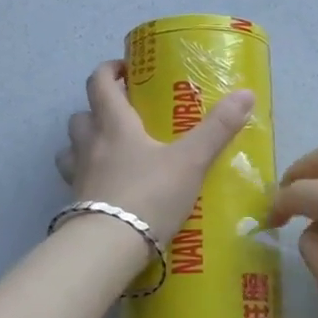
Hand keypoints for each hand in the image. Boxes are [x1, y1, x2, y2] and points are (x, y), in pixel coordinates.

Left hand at [55, 60, 254, 247]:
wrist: (109, 248)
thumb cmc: (149, 194)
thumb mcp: (190, 161)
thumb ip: (217, 128)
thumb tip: (246, 93)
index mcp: (114, 125)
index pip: (99, 83)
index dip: (109, 70)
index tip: (125, 70)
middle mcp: (90, 144)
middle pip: (81, 115)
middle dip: (98, 108)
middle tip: (124, 112)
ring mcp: (78, 176)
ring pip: (71, 147)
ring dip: (85, 141)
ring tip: (110, 149)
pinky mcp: (75, 204)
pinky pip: (75, 180)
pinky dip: (87, 176)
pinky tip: (108, 187)